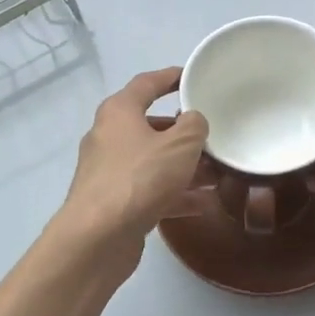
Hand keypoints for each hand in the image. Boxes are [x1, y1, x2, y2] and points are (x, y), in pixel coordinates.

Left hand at [61, 68, 210, 244]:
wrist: (97, 238)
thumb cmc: (139, 178)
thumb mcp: (180, 145)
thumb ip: (194, 126)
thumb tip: (193, 121)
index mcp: (119, 112)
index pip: (147, 84)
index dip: (170, 77)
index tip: (191, 77)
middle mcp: (109, 137)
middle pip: (151, 126)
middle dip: (184, 133)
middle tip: (213, 136)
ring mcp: (109, 172)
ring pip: (153, 161)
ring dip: (184, 167)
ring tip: (217, 173)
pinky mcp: (114, 203)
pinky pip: (150, 190)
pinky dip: (174, 194)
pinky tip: (203, 204)